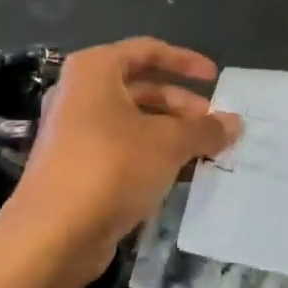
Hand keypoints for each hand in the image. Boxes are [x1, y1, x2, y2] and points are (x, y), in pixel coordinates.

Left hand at [14, 38, 239, 281]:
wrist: (52, 236)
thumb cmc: (111, 167)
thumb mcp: (168, 143)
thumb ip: (204, 129)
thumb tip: (235, 122)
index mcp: (95, 70)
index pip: (147, 50)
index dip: (185, 61)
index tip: (215, 77)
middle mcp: (80, 94)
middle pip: (142, 88)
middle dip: (182, 105)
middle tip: (215, 126)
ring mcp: (75, 132)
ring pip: (134, 122)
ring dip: (172, 134)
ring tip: (206, 152)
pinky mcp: (77, 167)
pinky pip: (123, 150)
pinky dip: (152, 156)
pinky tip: (181, 175)